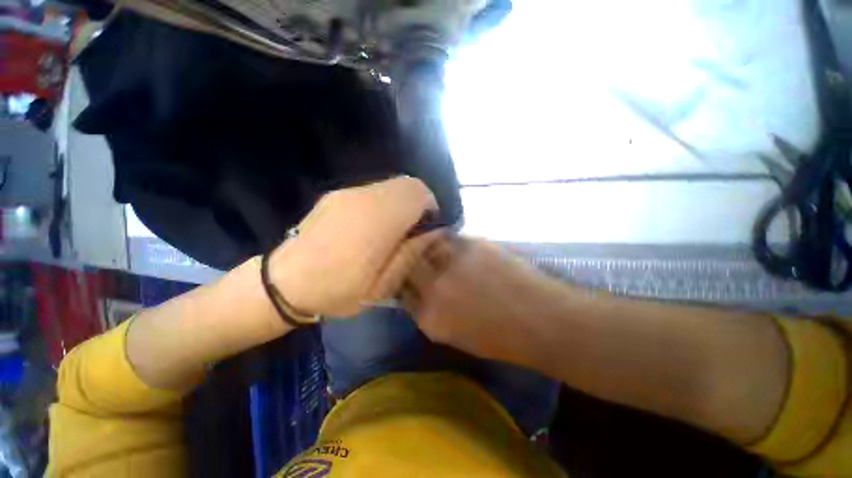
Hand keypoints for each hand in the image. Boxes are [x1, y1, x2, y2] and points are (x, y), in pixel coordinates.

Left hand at [269, 177, 437, 316]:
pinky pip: (372, 191)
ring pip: (389, 185)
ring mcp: (347, 194)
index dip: (430, 207)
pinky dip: (382, 202)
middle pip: (406, 184)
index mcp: (378, 221)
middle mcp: (363, 199)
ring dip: (399, 203)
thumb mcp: (383, 285)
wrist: (284, 284)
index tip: (426, 228)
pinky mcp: (335, 195)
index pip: (418, 192)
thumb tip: (433, 232)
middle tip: (411, 230)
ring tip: (391, 230)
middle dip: (417, 203)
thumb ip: (411, 253)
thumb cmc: (338, 291)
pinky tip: (370, 227)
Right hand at [402, 235, 562, 364]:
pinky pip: (446, 236)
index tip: (402, 275)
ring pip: (423, 244)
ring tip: (423, 241)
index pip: (401, 293)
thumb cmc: (501, 337)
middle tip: (408, 254)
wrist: (541, 319)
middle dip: (404, 258)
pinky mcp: (472, 245)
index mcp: (429, 317)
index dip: (400, 281)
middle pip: (406, 264)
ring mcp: (452, 263)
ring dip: (421, 243)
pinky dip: (441, 237)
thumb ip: (431, 314)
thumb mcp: (456, 336)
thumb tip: (418, 294)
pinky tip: (445, 239)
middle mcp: (435, 287)